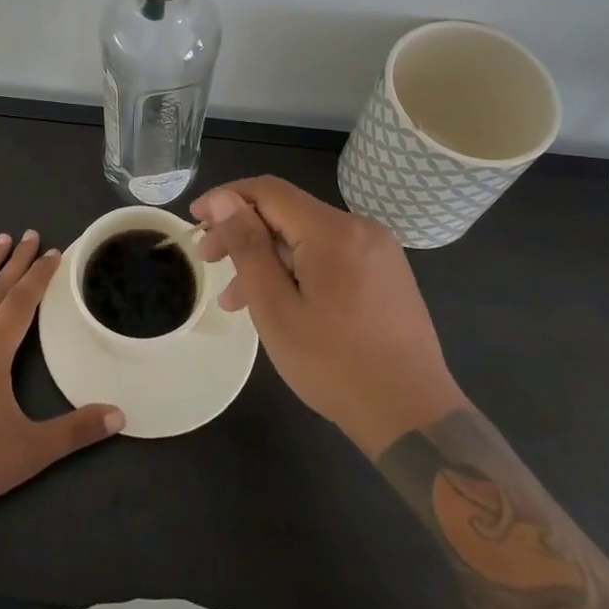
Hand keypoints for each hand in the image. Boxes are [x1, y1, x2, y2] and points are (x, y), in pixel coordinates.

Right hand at [190, 178, 464, 457]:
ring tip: (235, 299)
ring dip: (267, 257)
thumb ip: (248, 247)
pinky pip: (330, 256)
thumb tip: (224, 200)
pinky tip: (278, 302)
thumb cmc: (335, 365)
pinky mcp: (386, 274)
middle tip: (208, 261)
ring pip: (307, 237)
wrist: (413, 417)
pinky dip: (296, 269)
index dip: (226, 198)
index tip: (195, 220)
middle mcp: (360, 228)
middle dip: (243, 231)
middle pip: (288, 213)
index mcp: (333, 230)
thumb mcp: (276, 308)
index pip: (268, 191)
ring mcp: (378, 251)